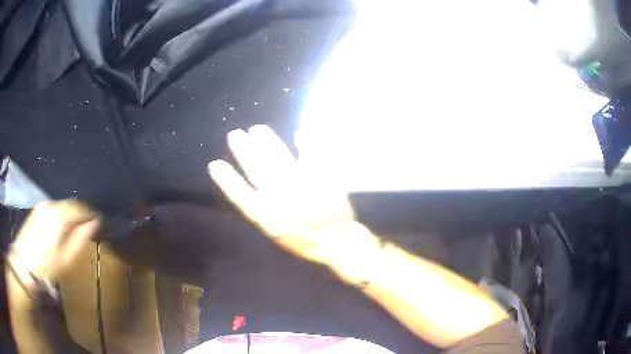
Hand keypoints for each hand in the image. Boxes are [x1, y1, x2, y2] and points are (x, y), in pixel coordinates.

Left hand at [10, 201, 99, 281]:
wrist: (24, 264)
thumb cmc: (47, 266)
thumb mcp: (67, 258)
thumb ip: (81, 239)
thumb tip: (95, 223)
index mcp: (60, 216)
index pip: (81, 209)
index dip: (92, 215)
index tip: (99, 223)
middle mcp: (52, 205)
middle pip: (71, 204)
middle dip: (81, 213)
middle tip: (89, 226)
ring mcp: (43, 206)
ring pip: (62, 205)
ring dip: (71, 214)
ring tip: (76, 227)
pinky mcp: (37, 210)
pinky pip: (54, 208)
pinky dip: (62, 214)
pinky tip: (62, 226)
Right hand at [208, 125, 380, 278]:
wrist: (337, 242)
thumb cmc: (306, 239)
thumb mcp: (279, 233)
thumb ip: (264, 212)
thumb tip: (253, 189)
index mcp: (270, 218)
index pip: (244, 198)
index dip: (228, 181)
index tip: (215, 164)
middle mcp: (284, 201)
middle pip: (259, 172)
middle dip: (245, 153)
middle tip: (234, 135)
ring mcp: (302, 188)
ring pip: (279, 162)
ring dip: (267, 144)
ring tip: (257, 129)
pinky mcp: (322, 179)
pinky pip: (313, 158)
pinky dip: (307, 144)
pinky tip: (300, 132)